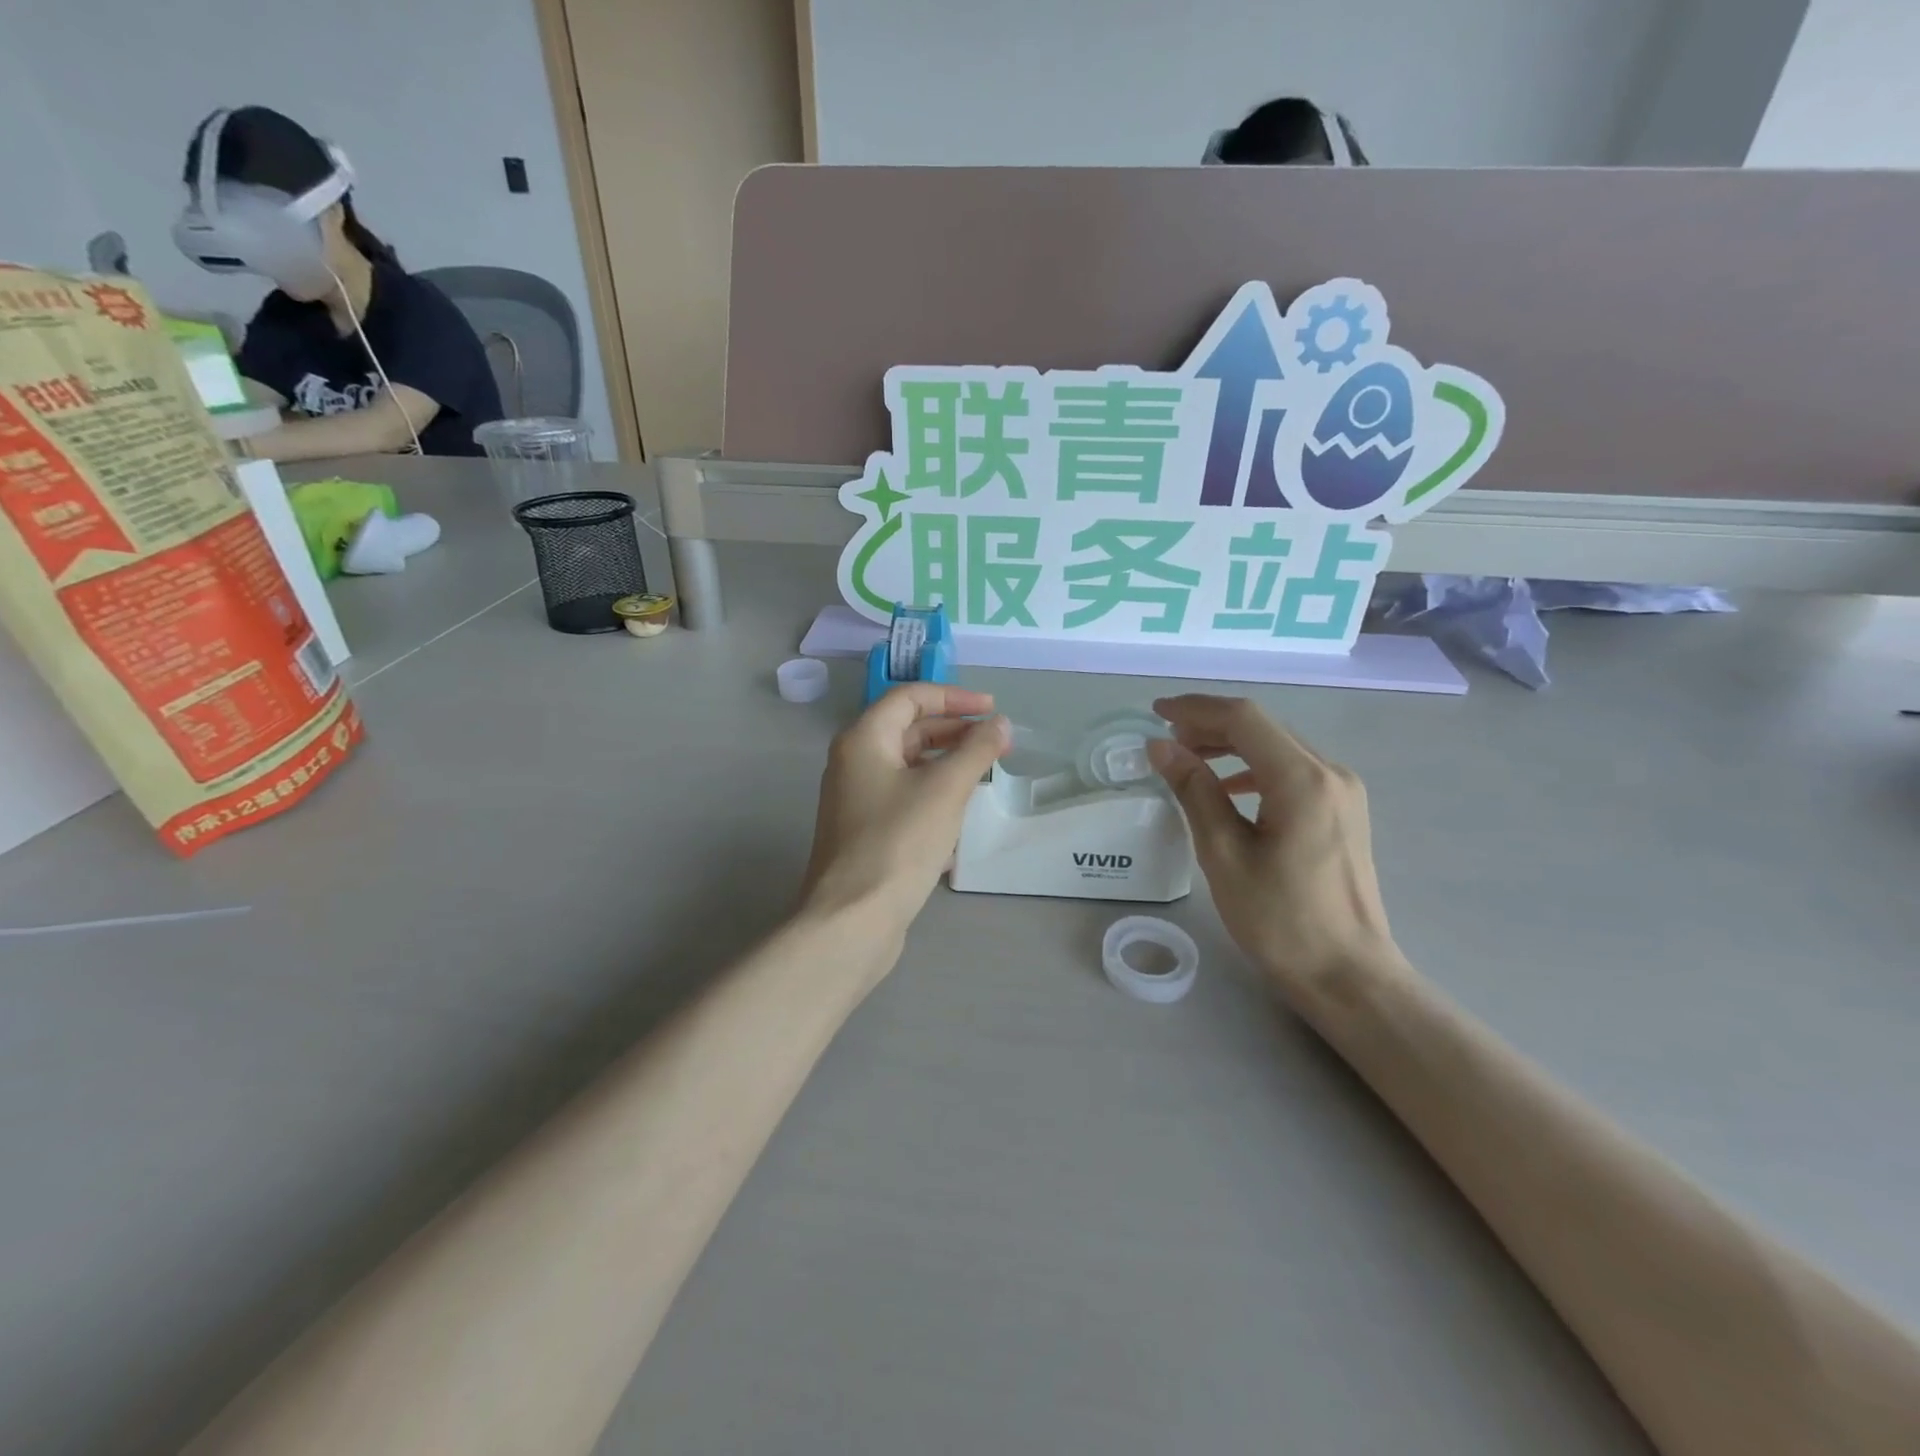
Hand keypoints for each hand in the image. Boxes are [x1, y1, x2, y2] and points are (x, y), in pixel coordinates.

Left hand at [800, 684, 1009, 956]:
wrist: (854, 919)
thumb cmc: (899, 842)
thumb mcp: (945, 790)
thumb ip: (976, 751)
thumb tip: (1001, 724)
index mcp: (864, 739)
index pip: (910, 698)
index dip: (954, 697)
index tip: (993, 710)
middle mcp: (854, 762)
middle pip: (908, 729)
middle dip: (955, 731)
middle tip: (996, 743)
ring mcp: (856, 798)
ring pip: (907, 765)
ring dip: (946, 763)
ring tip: (985, 773)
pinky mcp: (865, 830)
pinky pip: (903, 796)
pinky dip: (933, 793)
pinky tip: (960, 813)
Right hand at [1148, 695, 1405, 1007]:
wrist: (1348, 975)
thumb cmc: (1280, 920)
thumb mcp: (1224, 854)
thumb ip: (1194, 791)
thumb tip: (1160, 747)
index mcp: (1302, 780)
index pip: (1244, 719)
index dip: (1195, 709)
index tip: (1155, 713)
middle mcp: (1330, 773)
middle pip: (1263, 727)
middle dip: (1210, 725)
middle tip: (1165, 740)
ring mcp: (1343, 791)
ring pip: (1278, 746)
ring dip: (1231, 744)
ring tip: (1188, 758)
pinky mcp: (1343, 810)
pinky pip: (1292, 770)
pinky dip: (1254, 766)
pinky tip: (1229, 786)